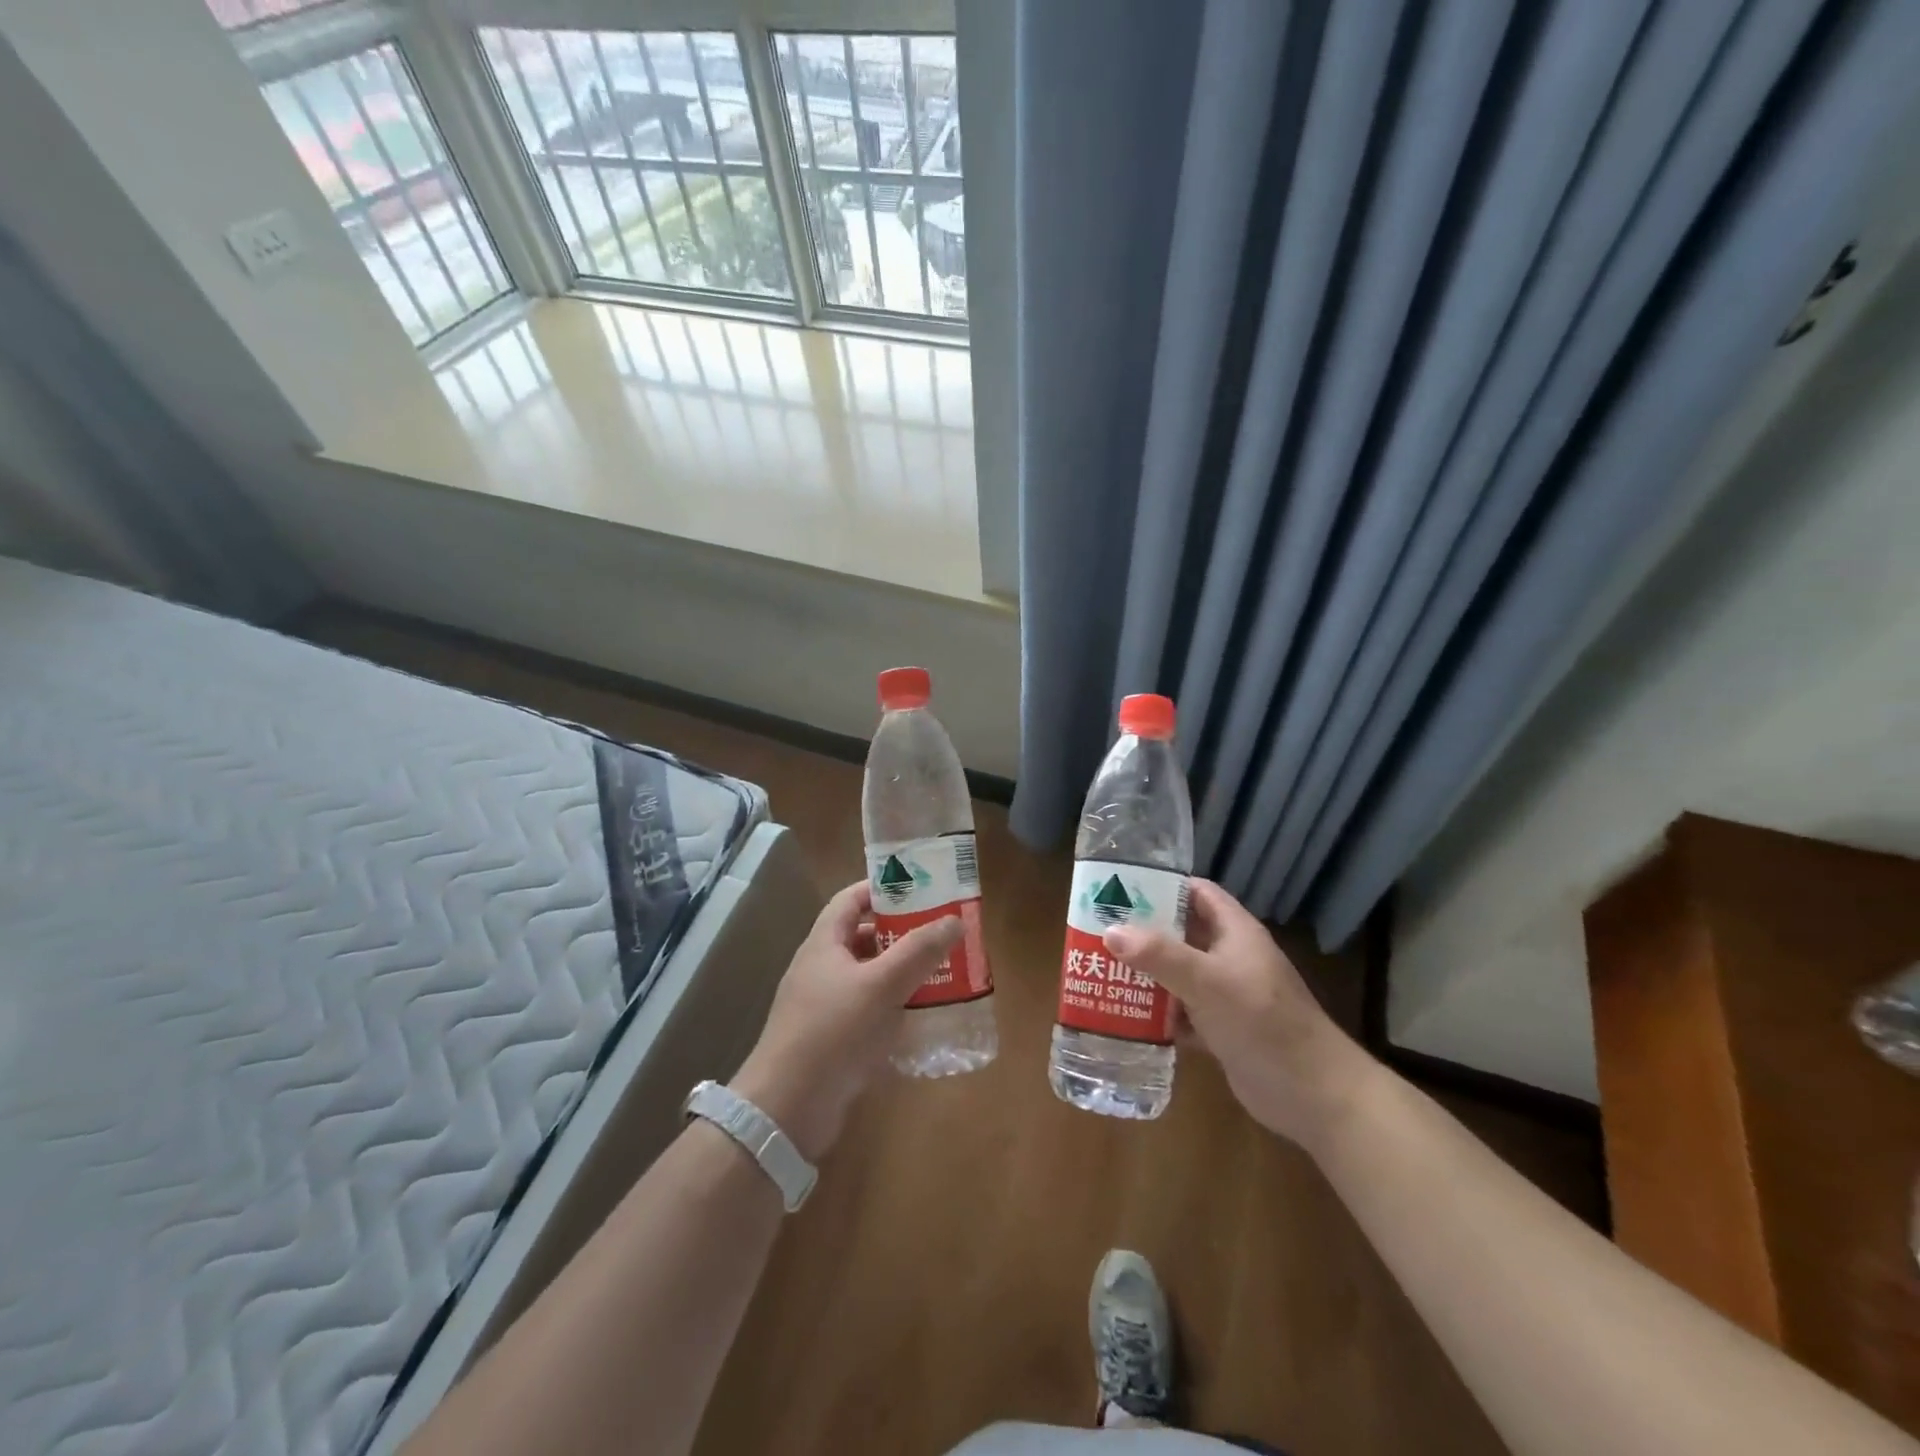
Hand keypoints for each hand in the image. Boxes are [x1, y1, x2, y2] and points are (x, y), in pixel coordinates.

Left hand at [732, 880, 961, 1162]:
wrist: (787, 1109)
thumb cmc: (833, 1032)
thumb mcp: (881, 985)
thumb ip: (918, 951)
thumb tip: (953, 921)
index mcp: (823, 944)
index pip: (851, 899)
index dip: (882, 889)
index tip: (921, 889)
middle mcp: (821, 968)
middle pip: (862, 937)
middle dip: (901, 933)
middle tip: (940, 933)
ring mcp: (824, 1006)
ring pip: (868, 976)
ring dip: (900, 972)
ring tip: (940, 972)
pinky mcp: (832, 1039)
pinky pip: (867, 1011)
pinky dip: (893, 1007)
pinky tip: (922, 1017)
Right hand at [1105, 879, 1377, 1153]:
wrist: (1315, 1096)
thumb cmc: (1264, 1024)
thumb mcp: (1209, 982)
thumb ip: (1160, 955)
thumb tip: (1110, 931)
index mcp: (1235, 932)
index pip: (1196, 892)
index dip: (1162, 886)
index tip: (1119, 889)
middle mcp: (1230, 957)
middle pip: (1180, 933)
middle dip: (1142, 933)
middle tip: (1096, 932)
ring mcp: (1226, 995)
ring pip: (1178, 974)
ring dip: (1145, 974)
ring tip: (1099, 970)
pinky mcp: (1221, 1030)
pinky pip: (1181, 1012)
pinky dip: (1156, 1014)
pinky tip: (1123, 1017)